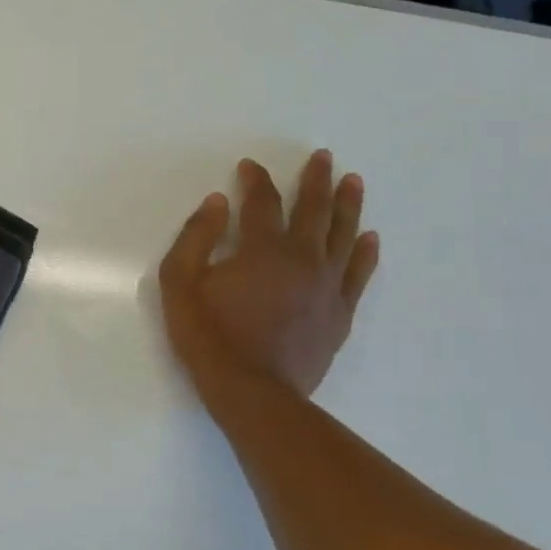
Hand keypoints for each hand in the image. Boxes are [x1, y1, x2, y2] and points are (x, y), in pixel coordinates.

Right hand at [158, 150, 379, 398]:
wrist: (252, 391)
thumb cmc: (209, 336)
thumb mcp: (180, 283)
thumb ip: (196, 237)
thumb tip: (218, 202)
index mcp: (263, 248)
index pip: (262, 202)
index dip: (256, 180)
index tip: (250, 167)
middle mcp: (303, 258)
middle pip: (314, 210)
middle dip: (317, 180)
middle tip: (324, 157)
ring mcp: (327, 286)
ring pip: (344, 236)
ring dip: (349, 206)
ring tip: (354, 182)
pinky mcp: (340, 313)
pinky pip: (359, 274)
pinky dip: (366, 253)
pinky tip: (370, 238)